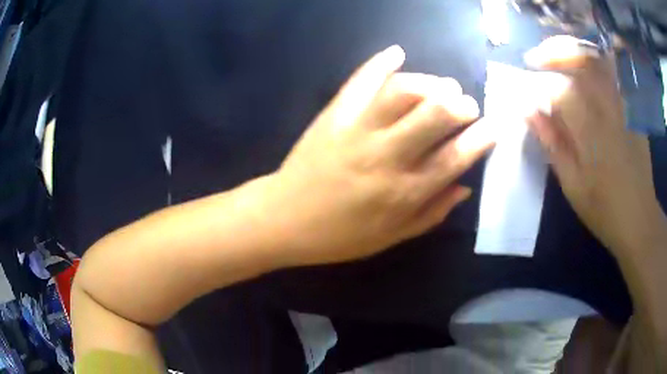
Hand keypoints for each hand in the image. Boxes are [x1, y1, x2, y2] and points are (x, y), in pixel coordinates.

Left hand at [264, 46, 494, 266]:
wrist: (285, 219)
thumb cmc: (340, 236)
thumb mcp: (391, 237)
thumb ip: (432, 213)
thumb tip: (465, 186)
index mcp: (404, 191)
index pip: (455, 156)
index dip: (481, 138)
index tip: (493, 126)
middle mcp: (386, 155)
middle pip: (434, 114)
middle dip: (460, 105)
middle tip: (466, 106)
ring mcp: (357, 129)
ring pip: (402, 91)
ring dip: (429, 83)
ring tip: (440, 87)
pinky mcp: (334, 115)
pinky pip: (360, 81)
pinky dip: (380, 62)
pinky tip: (396, 52)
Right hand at [525, 36, 662, 257]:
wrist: (639, 218)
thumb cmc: (604, 209)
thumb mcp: (572, 184)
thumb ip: (552, 143)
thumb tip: (528, 110)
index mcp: (591, 129)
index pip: (559, 88)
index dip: (537, 83)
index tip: (524, 90)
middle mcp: (609, 108)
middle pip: (580, 59)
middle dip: (554, 52)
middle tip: (536, 60)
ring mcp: (623, 104)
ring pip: (597, 59)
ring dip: (573, 52)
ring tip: (558, 58)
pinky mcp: (631, 108)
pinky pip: (611, 72)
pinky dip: (593, 62)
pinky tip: (584, 72)